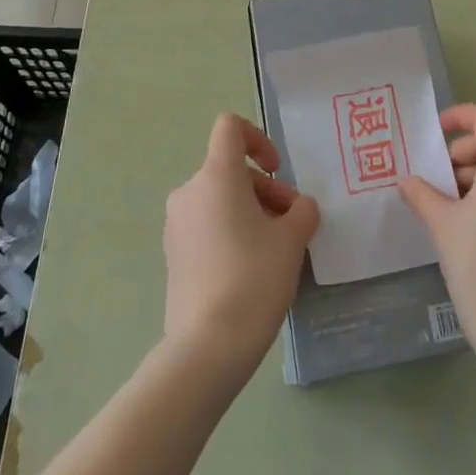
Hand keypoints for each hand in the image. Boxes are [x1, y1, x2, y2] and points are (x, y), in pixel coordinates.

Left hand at [163, 113, 319, 382]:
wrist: (208, 346)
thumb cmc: (254, 277)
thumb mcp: (293, 239)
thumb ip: (302, 211)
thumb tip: (299, 209)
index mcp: (216, 175)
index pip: (230, 128)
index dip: (258, 138)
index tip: (277, 171)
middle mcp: (190, 192)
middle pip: (231, 170)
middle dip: (266, 190)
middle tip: (291, 224)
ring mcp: (176, 225)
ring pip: (220, 199)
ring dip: (251, 212)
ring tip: (276, 250)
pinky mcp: (173, 255)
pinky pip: (207, 226)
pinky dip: (231, 233)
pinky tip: (251, 270)